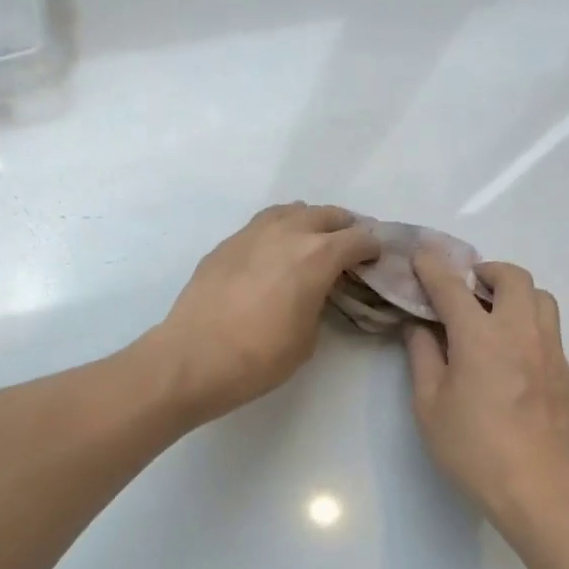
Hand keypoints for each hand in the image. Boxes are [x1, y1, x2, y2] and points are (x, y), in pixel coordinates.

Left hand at [148, 204, 378, 422]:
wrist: (194, 357)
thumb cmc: (258, 357)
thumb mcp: (307, 339)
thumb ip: (318, 304)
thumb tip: (313, 292)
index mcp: (316, 256)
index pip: (356, 239)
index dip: (372, 248)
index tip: (375, 258)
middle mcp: (286, 233)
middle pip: (325, 215)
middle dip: (342, 228)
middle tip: (347, 247)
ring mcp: (250, 234)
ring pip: (289, 211)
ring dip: (307, 221)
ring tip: (309, 241)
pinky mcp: (225, 245)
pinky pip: (260, 225)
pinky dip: (276, 231)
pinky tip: (272, 253)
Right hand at [404, 251, 568, 519]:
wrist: (537, 487)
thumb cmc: (472, 448)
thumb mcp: (429, 405)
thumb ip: (423, 357)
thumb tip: (420, 327)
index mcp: (480, 338)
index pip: (453, 288)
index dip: (434, 268)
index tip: (422, 256)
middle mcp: (521, 332)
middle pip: (513, 277)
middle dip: (486, 271)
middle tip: (465, 287)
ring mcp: (550, 351)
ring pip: (541, 298)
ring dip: (515, 293)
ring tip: (492, 315)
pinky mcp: (566, 372)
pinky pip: (550, 329)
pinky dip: (528, 323)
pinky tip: (510, 354)